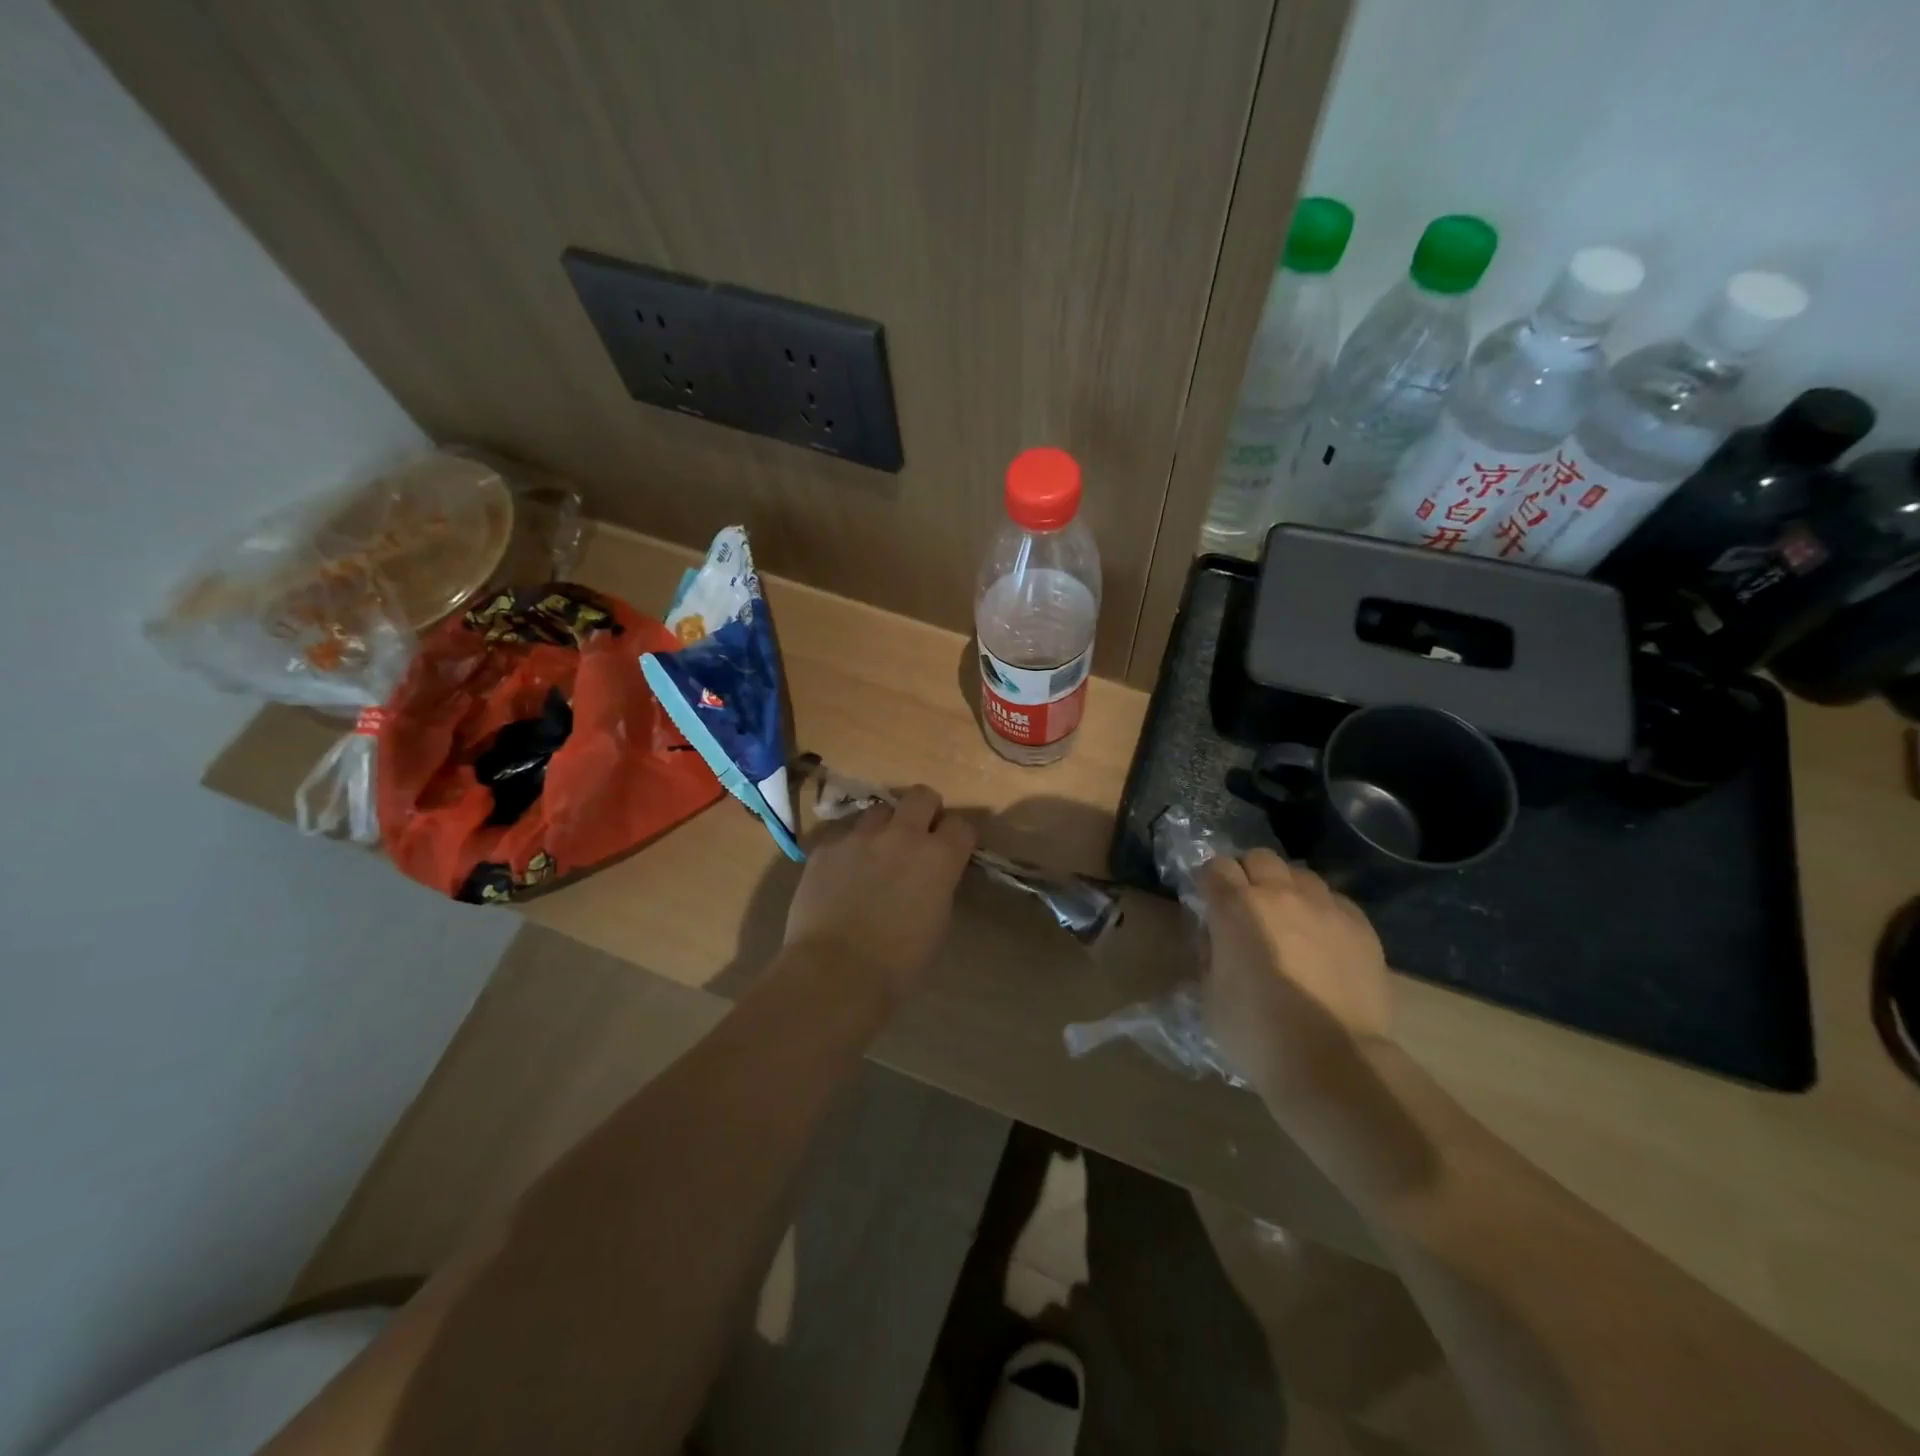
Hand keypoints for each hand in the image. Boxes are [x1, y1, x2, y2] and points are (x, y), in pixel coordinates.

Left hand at [784, 785, 975, 995]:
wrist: (835, 974)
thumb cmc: (898, 964)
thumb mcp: (937, 925)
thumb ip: (938, 887)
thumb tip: (930, 878)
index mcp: (938, 858)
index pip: (961, 825)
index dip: (957, 838)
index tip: (952, 851)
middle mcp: (901, 836)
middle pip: (921, 795)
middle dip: (925, 810)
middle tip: (918, 835)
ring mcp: (859, 838)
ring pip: (879, 811)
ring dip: (884, 827)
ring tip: (876, 854)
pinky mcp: (826, 850)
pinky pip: (843, 838)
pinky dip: (849, 852)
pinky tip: (841, 879)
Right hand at [1199, 850, 1391, 1098]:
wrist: (1333, 1061)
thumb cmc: (1257, 1033)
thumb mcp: (1211, 995)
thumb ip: (1211, 955)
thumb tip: (1217, 940)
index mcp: (1235, 908)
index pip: (1215, 867)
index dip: (1210, 881)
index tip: (1209, 900)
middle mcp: (1280, 894)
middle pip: (1260, 858)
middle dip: (1248, 874)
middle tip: (1247, 905)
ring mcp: (1325, 907)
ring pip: (1301, 874)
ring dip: (1288, 888)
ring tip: (1288, 918)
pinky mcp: (1361, 927)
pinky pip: (1336, 901)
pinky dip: (1322, 910)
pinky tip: (1322, 939)